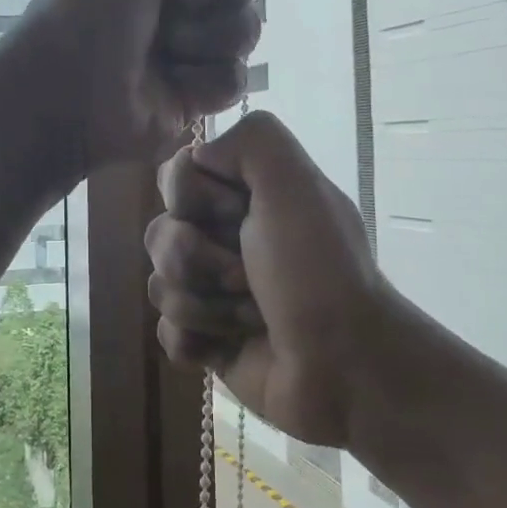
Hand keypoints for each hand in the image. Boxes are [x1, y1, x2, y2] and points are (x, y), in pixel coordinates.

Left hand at [20, 0, 260, 166]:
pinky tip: (177, 82)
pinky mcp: (195, 96)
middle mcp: (173, 0)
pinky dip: (209, 78)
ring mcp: (187, 49)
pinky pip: (234, 78)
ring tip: (169, 47)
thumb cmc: (87, 1)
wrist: (72, 87)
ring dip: (210, 34)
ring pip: (245, 28)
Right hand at [144, 112, 386, 446]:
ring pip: (159, 286)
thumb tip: (197, 158)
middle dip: (199, 260)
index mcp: (244, 197)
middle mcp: (225, 238)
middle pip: (160, 233)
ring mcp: (213, 292)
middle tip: (248, 277)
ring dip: (205, 306)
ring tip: (250, 318)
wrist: (346, 368)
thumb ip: (251, 139)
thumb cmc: (318, 271)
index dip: (196, 199)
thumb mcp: (296, 184)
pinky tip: (226, 348)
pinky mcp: (206, 341)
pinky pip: (166, 333)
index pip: (175, 177)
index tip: (241, 215)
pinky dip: (195, 341)